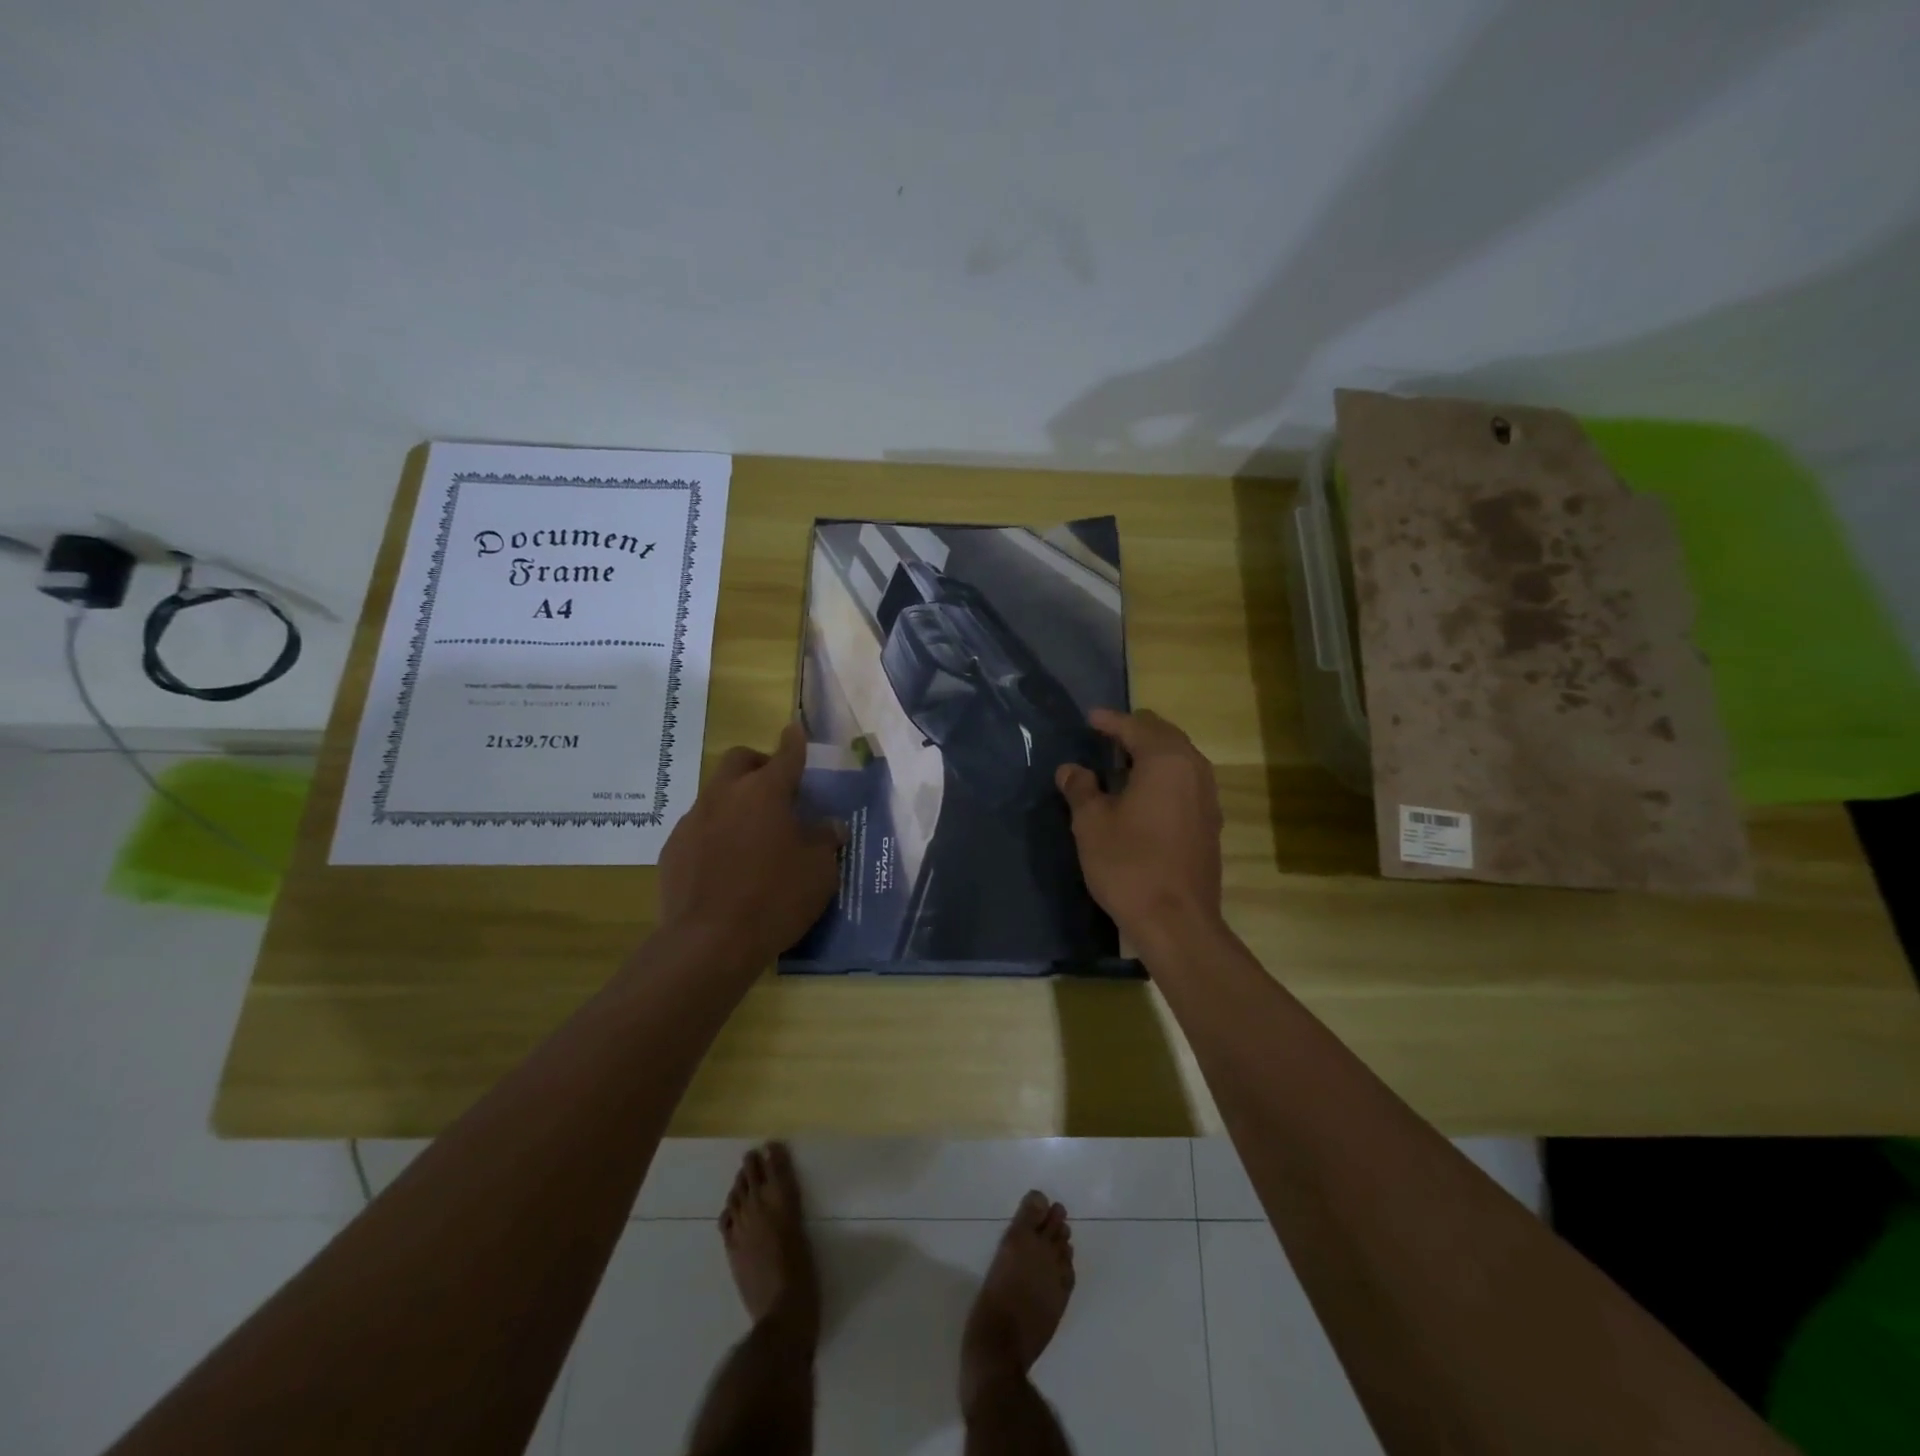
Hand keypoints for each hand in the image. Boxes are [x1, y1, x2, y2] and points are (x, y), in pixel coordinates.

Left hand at [659, 722, 842, 969]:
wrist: (708, 943)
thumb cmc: (775, 899)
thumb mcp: (819, 872)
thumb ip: (825, 841)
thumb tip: (830, 826)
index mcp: (765, 792)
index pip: (786, 755)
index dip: (794, 742)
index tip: (795, 731)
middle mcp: (725, 795)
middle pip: (739, 761)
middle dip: (758, 764)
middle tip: (776, 788)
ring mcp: (694, 820)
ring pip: (716, 793)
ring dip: (735, 801)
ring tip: (752, 834)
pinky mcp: (673, 848)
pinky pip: (699, 827)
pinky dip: (715, 832)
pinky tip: (726, 864)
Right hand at [1056, 709, 1222, 942]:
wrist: (1177, 922)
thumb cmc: (1129, 865)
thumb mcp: (1091, 824)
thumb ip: (1080, 789)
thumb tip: (1071, 769)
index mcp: (1166, 760)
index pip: (1135, 726)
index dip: (1109, 721)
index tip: (1089, 718)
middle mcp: (1194, 769)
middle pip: (1163, 735)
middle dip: (1134, 731)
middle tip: (1104, 737)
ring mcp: (1208, 796)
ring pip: (1179, 758)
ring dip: (1151, 753)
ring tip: (1120, 762)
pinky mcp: (1210, 821)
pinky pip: (1185, 781)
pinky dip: (1163, 775)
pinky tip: (1142, 794)